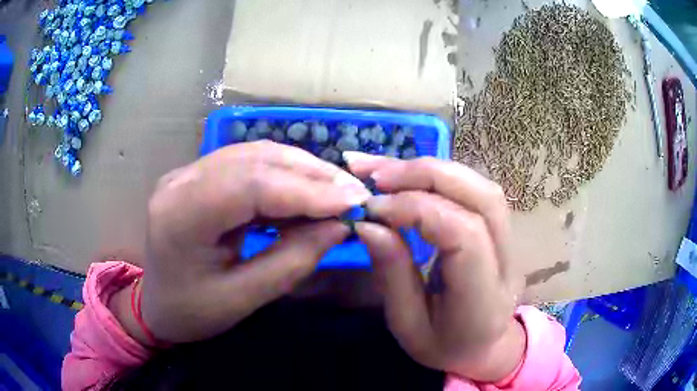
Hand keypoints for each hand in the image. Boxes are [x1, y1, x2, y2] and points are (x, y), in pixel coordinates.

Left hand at [111, 141, 370, 343]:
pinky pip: (247, 163)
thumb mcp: (243, 299)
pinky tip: (306, 190)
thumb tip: (339, 225)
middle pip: (254, 160)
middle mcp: (180, 181)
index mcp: (180, 217)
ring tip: (336, 191)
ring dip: (300, 169)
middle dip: (310, 174)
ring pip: (254, 154)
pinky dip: (283, 174)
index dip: (306, 190)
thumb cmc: (192, 312)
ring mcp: (187, 173)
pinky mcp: (198, 175)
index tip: (352, 201)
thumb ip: (292, 261)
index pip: (250, 186)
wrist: (157, 305)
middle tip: (353, 193)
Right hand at [345, 152, 524, 381]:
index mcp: (483, 297)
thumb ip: (392, 273)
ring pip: (481, 186)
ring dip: (432, 170)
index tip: (372, 208)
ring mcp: (511, 241)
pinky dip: (440, 176)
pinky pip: (475, 190)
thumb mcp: (407, 324)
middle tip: (375, 175)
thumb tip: (367, 223)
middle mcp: (507, 261)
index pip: (463, 233)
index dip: (416, 209)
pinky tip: (410, 176)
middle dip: (425, 175)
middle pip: (481, 196)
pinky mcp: (502, 229)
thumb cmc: (443, 346)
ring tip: (385, 170)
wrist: (484, 348)